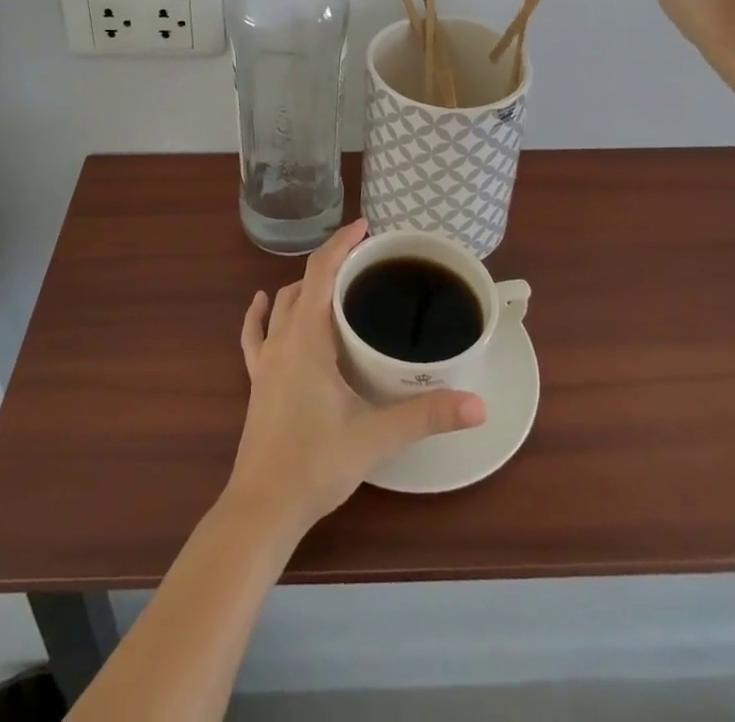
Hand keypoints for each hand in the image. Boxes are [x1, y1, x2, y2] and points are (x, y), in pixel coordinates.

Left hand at [227, 219, 486, 537]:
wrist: (261, 508)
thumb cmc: (315, 464)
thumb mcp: (375, 437)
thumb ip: (426, 416)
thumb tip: (478, 405)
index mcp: (306, 337)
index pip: (321, 270)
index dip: (342, 243)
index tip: (366, 226)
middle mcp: (282, 338)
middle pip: (303, 283)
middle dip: (332, 263)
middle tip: (367, 263)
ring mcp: (265, 360)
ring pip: (283, 305)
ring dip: (306, 287)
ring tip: (336, 285)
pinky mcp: (257, 381)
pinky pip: (257, 334)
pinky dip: (263, 313)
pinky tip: (264, 304)